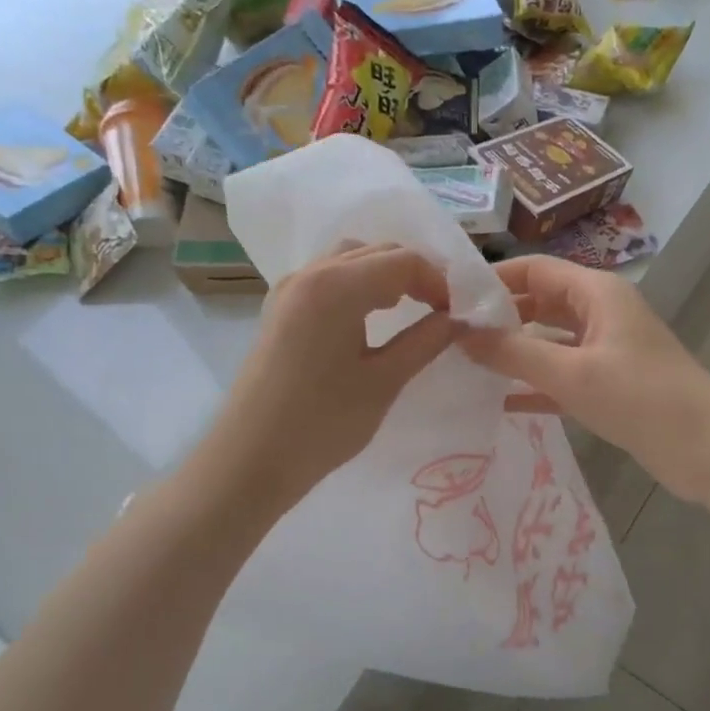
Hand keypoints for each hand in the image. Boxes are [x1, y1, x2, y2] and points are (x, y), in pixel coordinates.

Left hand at [197, 243, 458, 512]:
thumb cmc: (322, 423)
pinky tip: (369, 316)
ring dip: (384, 274)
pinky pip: (327, 276)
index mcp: (337, 286)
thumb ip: (425, 342)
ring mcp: (289, 288)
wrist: (250, 459)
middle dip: (414, 273)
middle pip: (376, 251)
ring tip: (406, 309)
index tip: (456, 315)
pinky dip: (357, 283)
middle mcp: (311, 273)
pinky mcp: (279, 308)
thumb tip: (459, 320)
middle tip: (439, 310)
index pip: (403, 261)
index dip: (437, 282)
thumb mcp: (384, 382)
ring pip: (349, 259)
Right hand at [459, 255, 709, 501]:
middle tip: (451, 336)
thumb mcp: (572, 374)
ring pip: (549, 341)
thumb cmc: (641, 398)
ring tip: (466, 365)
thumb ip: (514, 353)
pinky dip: (534, 384)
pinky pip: (561, 376)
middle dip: (500, 317)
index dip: (494, 279)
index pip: (535, 269)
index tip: (451, 298)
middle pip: (540, 302)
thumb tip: (460, 334)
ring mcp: (605, 350)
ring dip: (514, 352)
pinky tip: (499, 401)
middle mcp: (601, 313)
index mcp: (597, 293)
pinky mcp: (609, 385)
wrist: (708, 450)